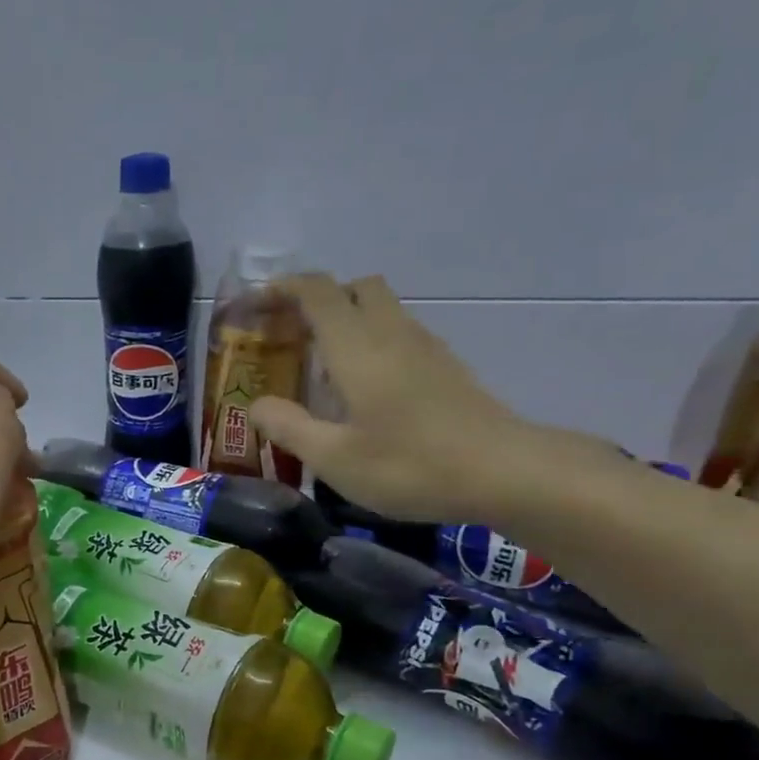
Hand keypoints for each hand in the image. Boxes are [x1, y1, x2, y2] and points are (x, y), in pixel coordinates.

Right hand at [249, 274, 599, 524]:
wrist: (502, 471)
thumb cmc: (409, 465)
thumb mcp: (334, 458)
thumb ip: (289, 427)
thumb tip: (256, 404)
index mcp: (357, 347)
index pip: (317, 292)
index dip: (284, 289)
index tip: (257, 305)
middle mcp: (391, 333)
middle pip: (355, 288)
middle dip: (319, 299)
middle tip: (293, 335)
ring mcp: (425, 347)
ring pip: (382, 309)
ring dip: (348, 321)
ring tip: (323, 368)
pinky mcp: (446, 367)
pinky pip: (400, 334)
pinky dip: (372, 342)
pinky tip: (365, 390)